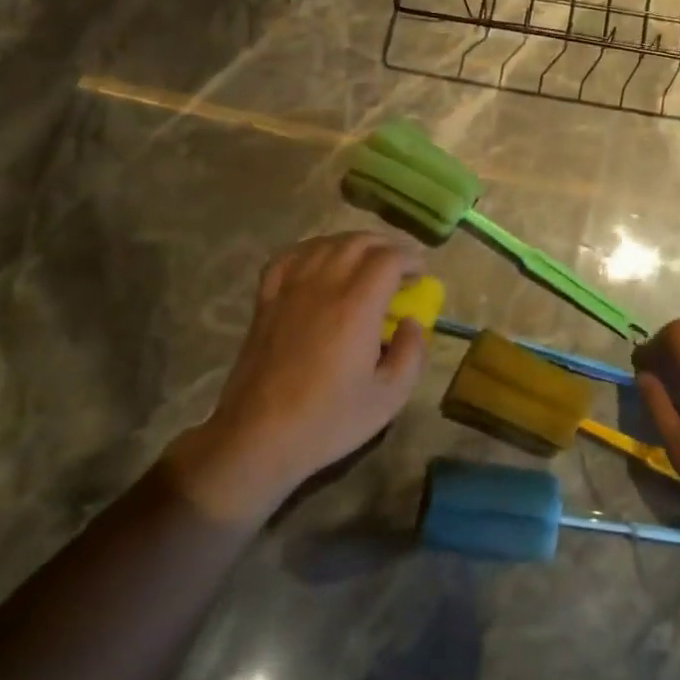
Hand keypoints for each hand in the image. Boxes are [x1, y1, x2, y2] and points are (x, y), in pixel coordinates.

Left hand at [167, 233, 427, 524]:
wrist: (258, 438)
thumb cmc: (329, 420)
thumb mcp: (390, 397)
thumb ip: (411, 353)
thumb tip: (411, 323)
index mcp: (357, 306)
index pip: (388, 258)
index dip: (411, 259)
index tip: (421, 275)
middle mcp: (323, 286)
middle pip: (357, 241)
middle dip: (386, 246)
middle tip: (400, 267)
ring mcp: (289, 290)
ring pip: (324, 244)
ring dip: (351, 244)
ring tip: (365, 261)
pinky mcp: (266, 301)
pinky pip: (288, 258)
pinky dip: (311, 251)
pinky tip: (319, 262)